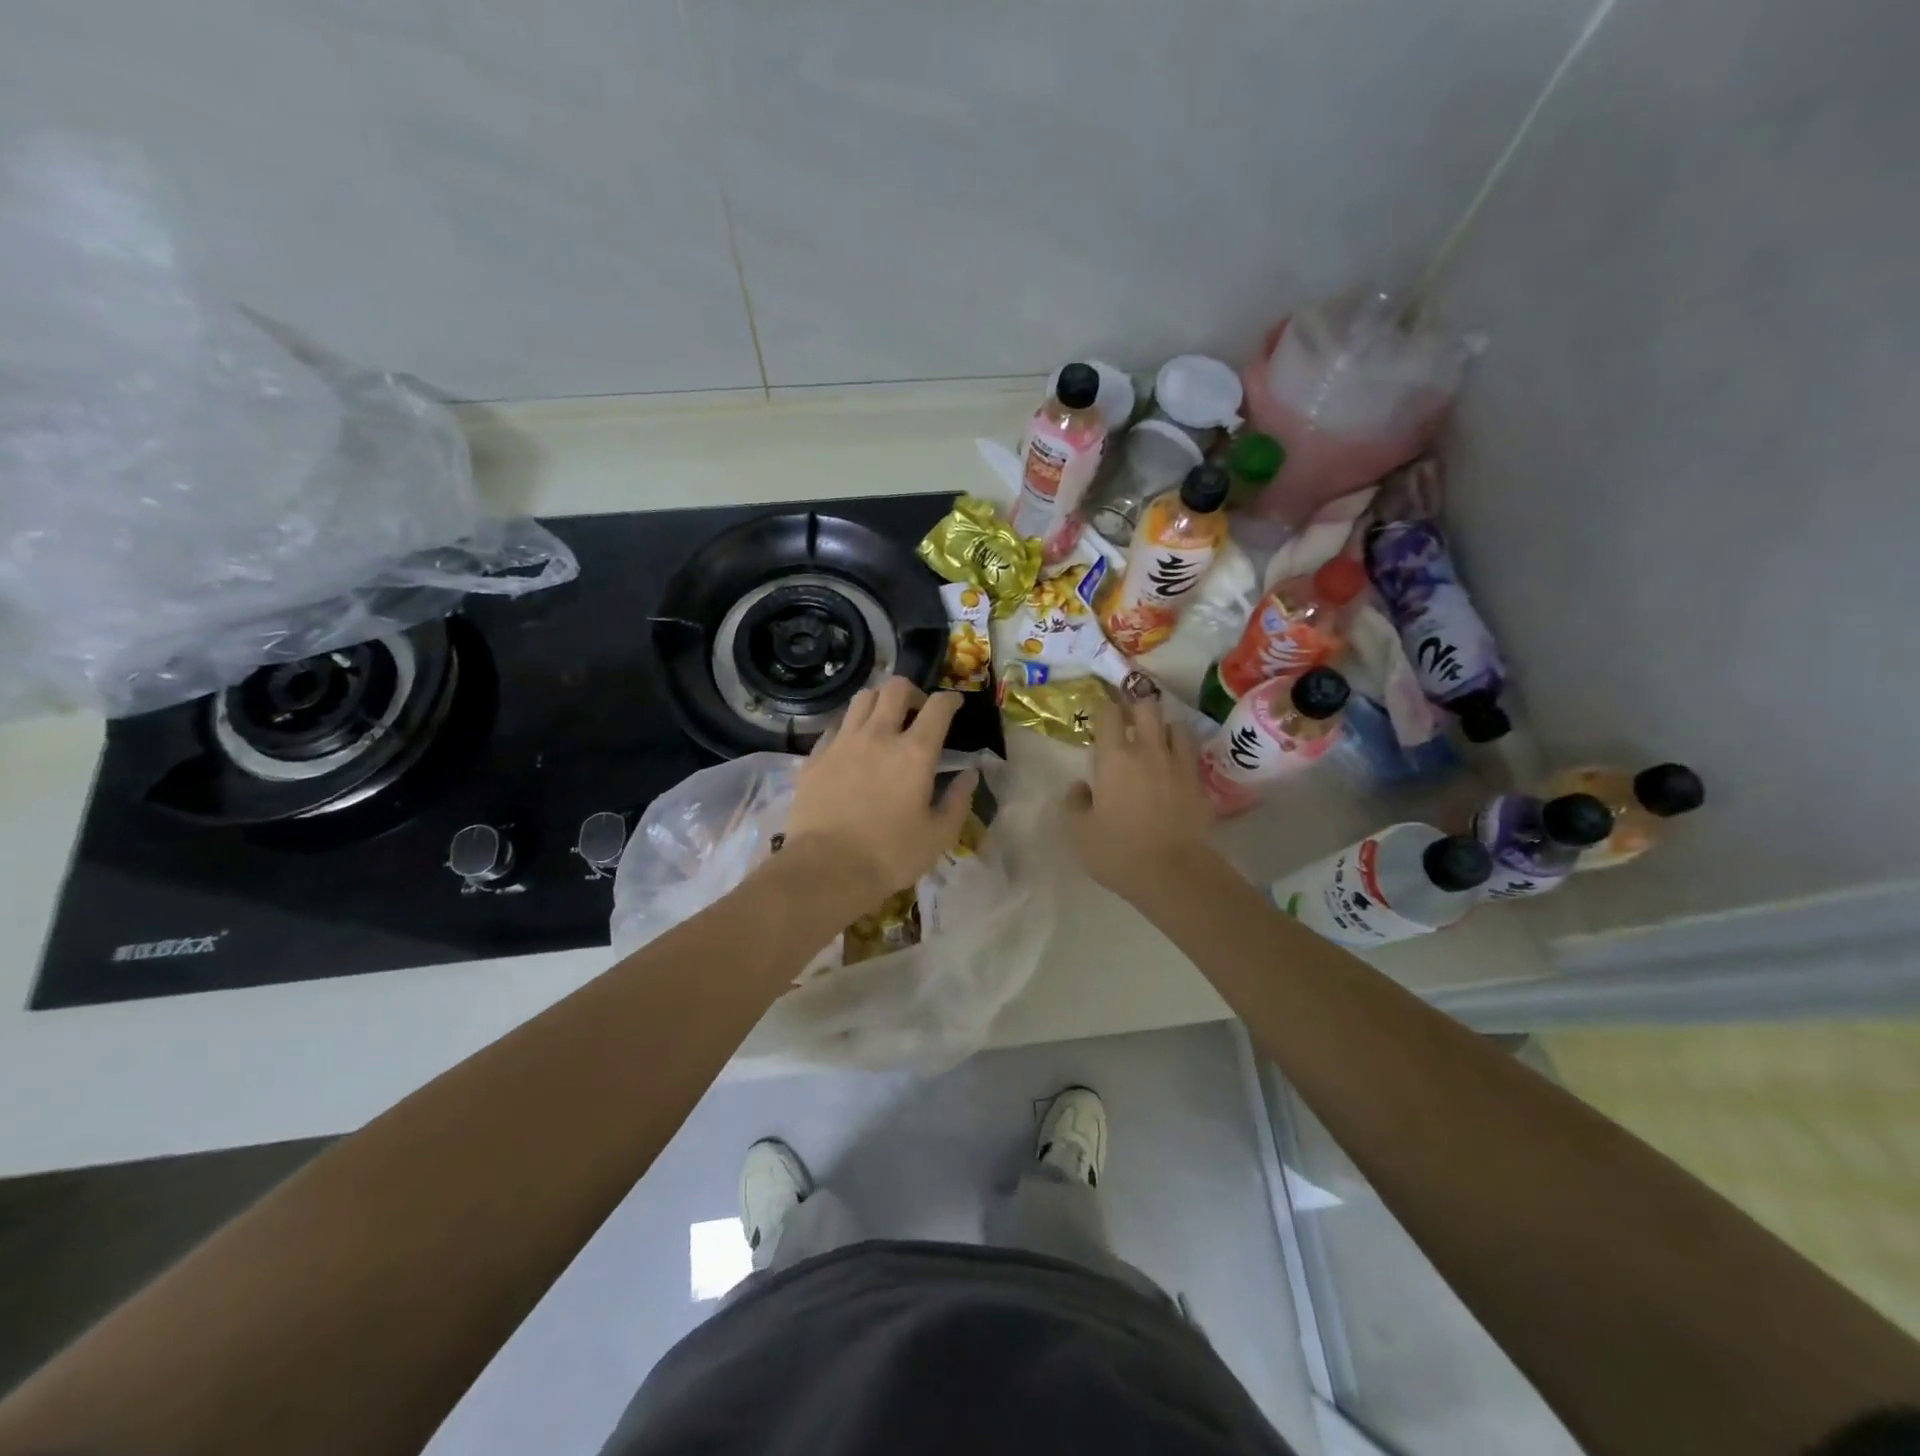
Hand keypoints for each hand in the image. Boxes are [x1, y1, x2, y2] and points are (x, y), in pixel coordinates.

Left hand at [782, 678, 978, 907]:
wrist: (826, 869)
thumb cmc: (890, 855)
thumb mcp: (939, 835)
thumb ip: (957, 800)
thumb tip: (969, 774)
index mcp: (915, 752)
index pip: (938, 707)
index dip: (950, 700)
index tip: (954, 705)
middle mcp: (879, 735)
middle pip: (896, 688)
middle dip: (912, 691)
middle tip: (917, 711)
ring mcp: (843, 742)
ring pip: (862, 698)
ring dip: (879, 701)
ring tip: (884, 722)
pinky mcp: (816, 756)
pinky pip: (836, 726)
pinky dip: (851, 727)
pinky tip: (854, 747)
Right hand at [1064, 693, 1213, 902]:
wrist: (1173, 872)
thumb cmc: (1118, 851)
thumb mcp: (1079, 832)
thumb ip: (1074, 803)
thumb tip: (1081, 787)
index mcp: (1114, 758)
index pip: (1108, 713)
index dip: (1102, 710)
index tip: (1097, 717)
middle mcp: (1148, 750)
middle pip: (1147, 707)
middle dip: (1136, 707)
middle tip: (1128, 722)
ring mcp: (1179, 764)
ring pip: (1176, 725)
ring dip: (1164, 729)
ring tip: (1156, 743)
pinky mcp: (1199, 783)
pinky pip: (1191, 755)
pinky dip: (1181, 755)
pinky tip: (1173, 771)